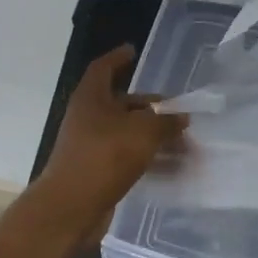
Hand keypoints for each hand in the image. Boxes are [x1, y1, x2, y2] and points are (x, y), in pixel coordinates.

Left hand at [34, 44, 188, 234]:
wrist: (71, 206)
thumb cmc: (104, 156)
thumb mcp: (143, 132)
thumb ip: (166, 121)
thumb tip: (181, 117)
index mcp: (91, 98)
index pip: (104, 68)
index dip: (118, 58)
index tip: (133, 50)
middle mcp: (88, 117)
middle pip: (123, 104)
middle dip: (153, 108)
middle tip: (180, 113)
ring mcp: (91, 145)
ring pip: (128, 133)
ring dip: (156, 137)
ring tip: (186, 146)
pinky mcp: (97, 171)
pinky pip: (128, 158)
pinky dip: (149, 159)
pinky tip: (172, 169)